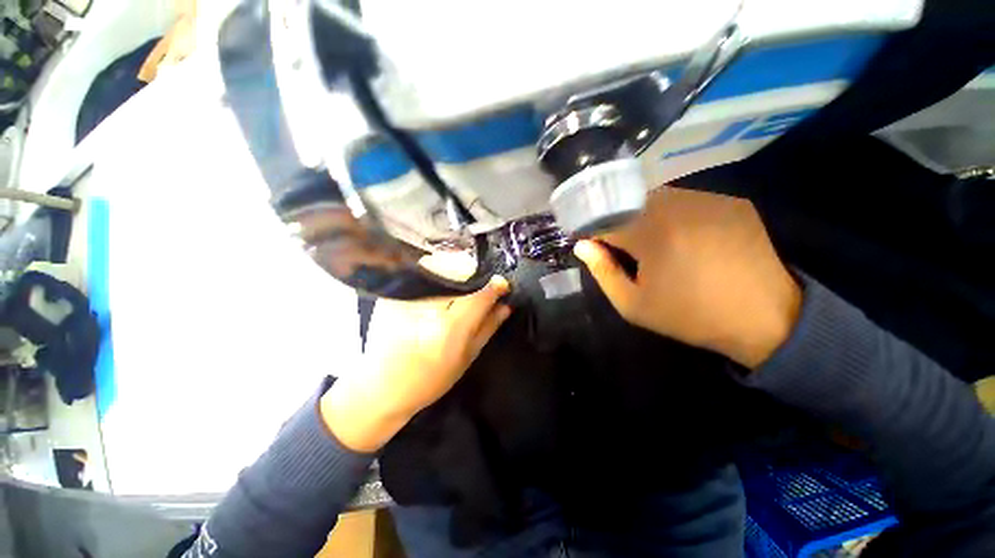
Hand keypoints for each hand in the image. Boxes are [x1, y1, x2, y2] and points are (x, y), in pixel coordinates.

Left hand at [322, 253, 510, 451]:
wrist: (381, 388)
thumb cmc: (429, 380)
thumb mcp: (466, 358)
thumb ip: (487, 327)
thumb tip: (506, 304)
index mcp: (449, 328)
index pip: (479, 296)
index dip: (494, 287)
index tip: (502, 285)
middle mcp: (427, 308)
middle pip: (460, 278)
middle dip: (474, 279)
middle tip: (480, 288)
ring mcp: (406, 299)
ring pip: (441, 273)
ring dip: (456, 276)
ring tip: (460, 290)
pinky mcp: (391, 296)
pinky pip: (422, 278)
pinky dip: (436, 280)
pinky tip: (438, 293)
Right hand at [574, 187, 800, 368]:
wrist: (767, 318)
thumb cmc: (690, 316)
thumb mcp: (633, 305)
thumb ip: (603, 272)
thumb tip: (583, 245)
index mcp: (651, 233)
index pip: (604, 218)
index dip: (592, 230)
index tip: (592, 245)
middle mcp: (678, 205)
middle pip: (629, 201)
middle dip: (618, 221)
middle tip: (624, 249)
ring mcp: (708, 199)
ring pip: (657, 197)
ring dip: (644, 216)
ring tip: (655, 244)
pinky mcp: (731, 201)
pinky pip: (687, 200)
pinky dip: (673, 214)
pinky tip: (685, 239)